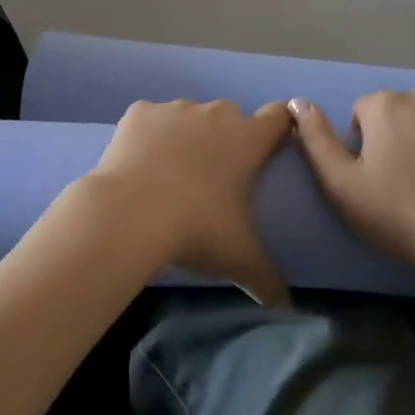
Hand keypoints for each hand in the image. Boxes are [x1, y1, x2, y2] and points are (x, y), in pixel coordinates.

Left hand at [85, 99, 293, 305]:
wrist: (128, 213)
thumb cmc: (196, 229)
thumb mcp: (239, 259)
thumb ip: (268, 279)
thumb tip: (286, 305)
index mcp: (248, 140)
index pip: (280, 116)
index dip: (282, 126)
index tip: (275, 143)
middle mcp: (215, 114)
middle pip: (231, 116)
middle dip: (227, 138)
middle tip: (215, 176)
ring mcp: (174, 109)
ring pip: (189, 116)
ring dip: (187, 135)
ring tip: (171, 174)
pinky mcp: (138, 112)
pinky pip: (150, 119)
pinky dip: (149, 135)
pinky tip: (140, 164)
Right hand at [288, 90, 414, 272]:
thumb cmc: (401, 215)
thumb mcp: (341, 186)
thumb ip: (315, 140)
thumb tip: (297, 101)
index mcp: (385, 105)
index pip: (362, 111)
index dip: (364, 143)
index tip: (375, 177)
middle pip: (401, 110)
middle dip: (399, 134)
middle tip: (407, 181)